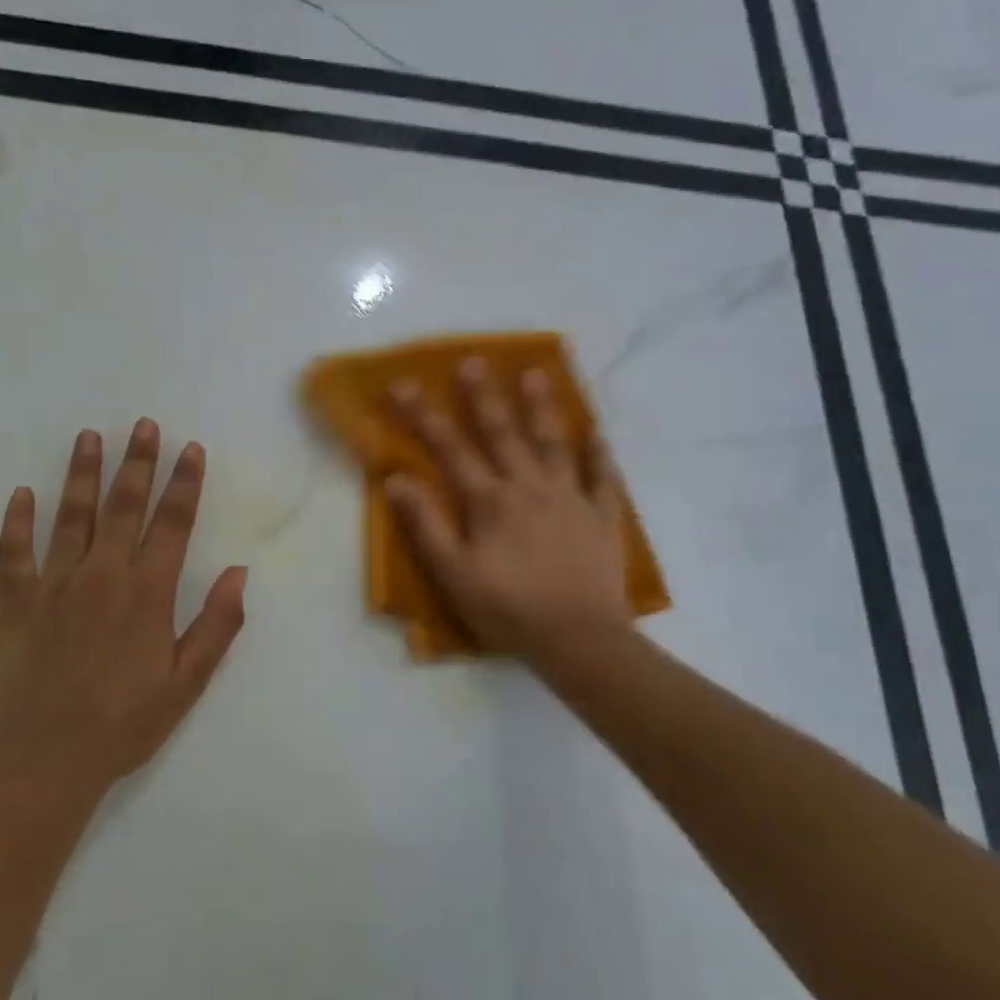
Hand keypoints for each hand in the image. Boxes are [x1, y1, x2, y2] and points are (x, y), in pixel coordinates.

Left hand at [0, 419, 247, 802]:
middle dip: (137, 462)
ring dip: (82, 474)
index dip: (184, 484)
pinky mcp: (16, 601)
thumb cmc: (126, 721)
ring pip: (70, 516)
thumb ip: (217, 624)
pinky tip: (21, 494)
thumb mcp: (187, 681)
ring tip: (88, 437)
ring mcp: (54, 584)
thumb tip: (239, 572)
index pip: (172, 523)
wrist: (46, 757)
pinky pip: (14, 552)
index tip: (190, 449)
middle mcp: (102, 574)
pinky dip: (16, 522)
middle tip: (143, 425)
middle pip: (123, 506)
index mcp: (147, 592)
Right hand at [386, 359, 632, 674]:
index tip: (403, 384)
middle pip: (503, 433)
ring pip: (554, 443)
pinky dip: (600, 455)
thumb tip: (396, 478)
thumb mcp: (453, 573)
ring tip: (535, 373)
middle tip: (474, 360)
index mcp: (490, 500)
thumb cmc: (507, 609)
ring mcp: (571, 498)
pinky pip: (602, 479)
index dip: (424, 415)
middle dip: (484, 396)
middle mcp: (529, 487)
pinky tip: (598, 434)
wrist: (578, 639)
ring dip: (542, 407)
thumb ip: (425, 524)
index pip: (450, 448)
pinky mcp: (602, 517)